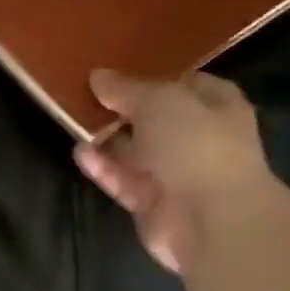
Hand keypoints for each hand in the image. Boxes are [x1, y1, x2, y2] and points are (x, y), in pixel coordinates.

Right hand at [73, 69, 274, 274]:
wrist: (210, 217)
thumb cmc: (196, 144)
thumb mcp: (159, 101)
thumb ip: (126, 88)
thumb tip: (98, 76)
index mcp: (216, 106)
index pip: (184, 84)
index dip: (152, 77)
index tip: (116, 73)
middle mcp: (198, 138)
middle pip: (154, 119)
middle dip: (122, 110)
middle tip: (85, 97)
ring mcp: (175, 174)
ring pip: (135, 152)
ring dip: (107, 139)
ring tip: (73, 123)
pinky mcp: (151, 203)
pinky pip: (123, 180)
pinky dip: (103, 168)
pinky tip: (80, 153)